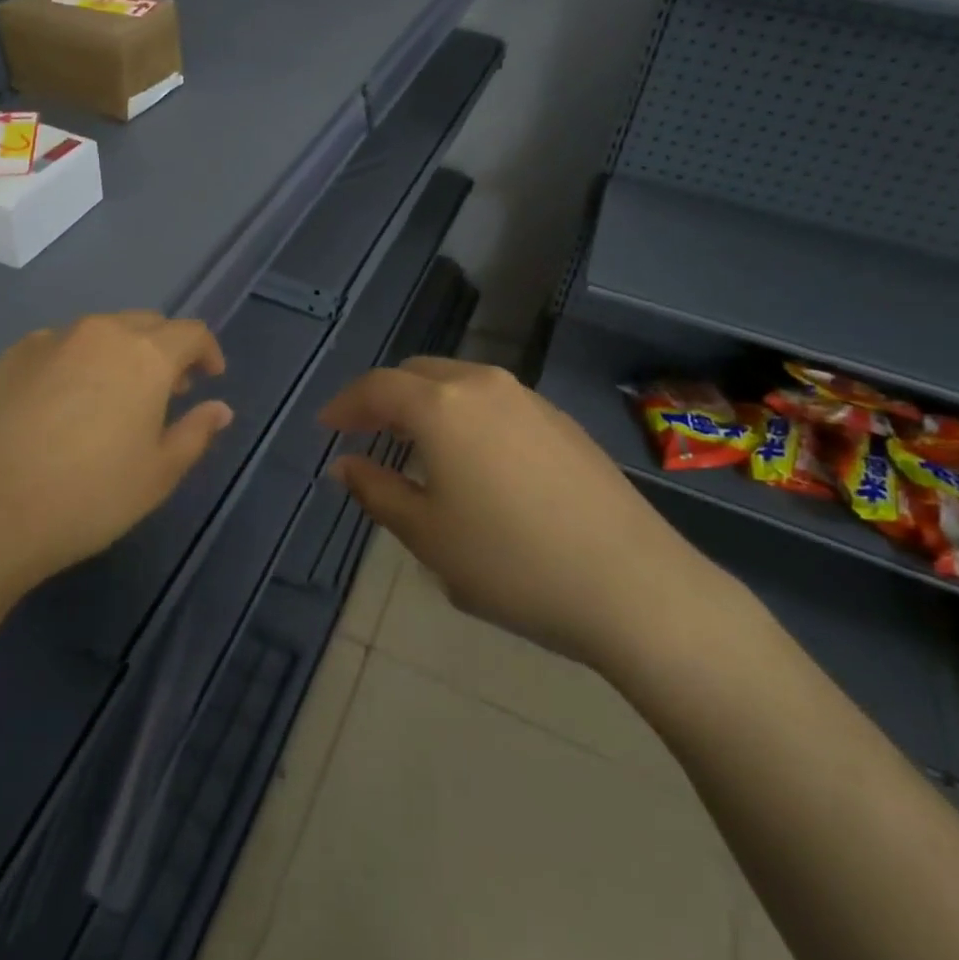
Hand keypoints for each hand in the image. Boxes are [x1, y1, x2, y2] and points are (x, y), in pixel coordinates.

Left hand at [0, 312, 233, 606]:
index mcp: (144, 355)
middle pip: (146, 324)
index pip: (190, 333)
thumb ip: (195, 433)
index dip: (208, 352)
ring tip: (117, 397)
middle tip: (170, 390)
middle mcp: (99, 333)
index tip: (210, 378)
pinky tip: (65, 403)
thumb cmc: (86, 496)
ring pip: (101, 333)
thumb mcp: (157, 474)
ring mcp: (49, 340)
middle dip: (166, 350)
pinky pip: (60, 346)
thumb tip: (220, 408)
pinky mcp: (9, 357)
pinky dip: (78, 362)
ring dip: (122, 354)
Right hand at [319, 358, 710, 667]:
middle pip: (418, 374)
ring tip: (414, 444)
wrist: (633, 585)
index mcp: (442, 405)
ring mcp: (529, 399)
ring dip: (427, 404)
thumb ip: (377, 492)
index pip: (377, 387)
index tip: (326, 428)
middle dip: (384, 398)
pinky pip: (494, 401)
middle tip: (365, 432)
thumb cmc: (511, 562)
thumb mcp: (428, 536)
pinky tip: (472, 457)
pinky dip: (465, 414)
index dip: (346, 405)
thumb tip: (345, 466)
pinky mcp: (562, 421)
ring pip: (459, 383)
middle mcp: (484, 385)